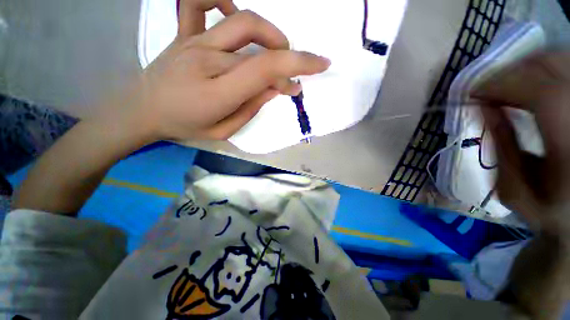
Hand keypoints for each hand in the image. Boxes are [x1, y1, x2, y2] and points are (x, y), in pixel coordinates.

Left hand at [105, 0, 329, 141]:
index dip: (298, 64)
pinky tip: (234, 13)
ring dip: (271, 35)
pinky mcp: (185, 34)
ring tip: (276, 53)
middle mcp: (208, 59)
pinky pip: (200, 2)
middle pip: (260, 49)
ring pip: (243, 22)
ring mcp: (194, 41)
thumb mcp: (224, 131)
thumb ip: (251, 109)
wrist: (142, 110)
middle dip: (287, 62)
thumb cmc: (185, 126)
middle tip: (290, 80)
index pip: (266, 69)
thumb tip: (274, 89)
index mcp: (218, 92)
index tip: (320, 65)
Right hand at [473, 51, 569, 238]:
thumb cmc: (546, 211)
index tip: (473, 94)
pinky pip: (566, 67)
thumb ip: (499, 145)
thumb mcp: (513, 188)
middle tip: (488, 89)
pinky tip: (532, 84)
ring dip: (528, 68)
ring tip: (508, 86)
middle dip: (512, 72)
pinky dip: (545, 69)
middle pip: (551, 67)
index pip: (541, 94)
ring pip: (560, 60)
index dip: (502, 85)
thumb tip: (483, 107)